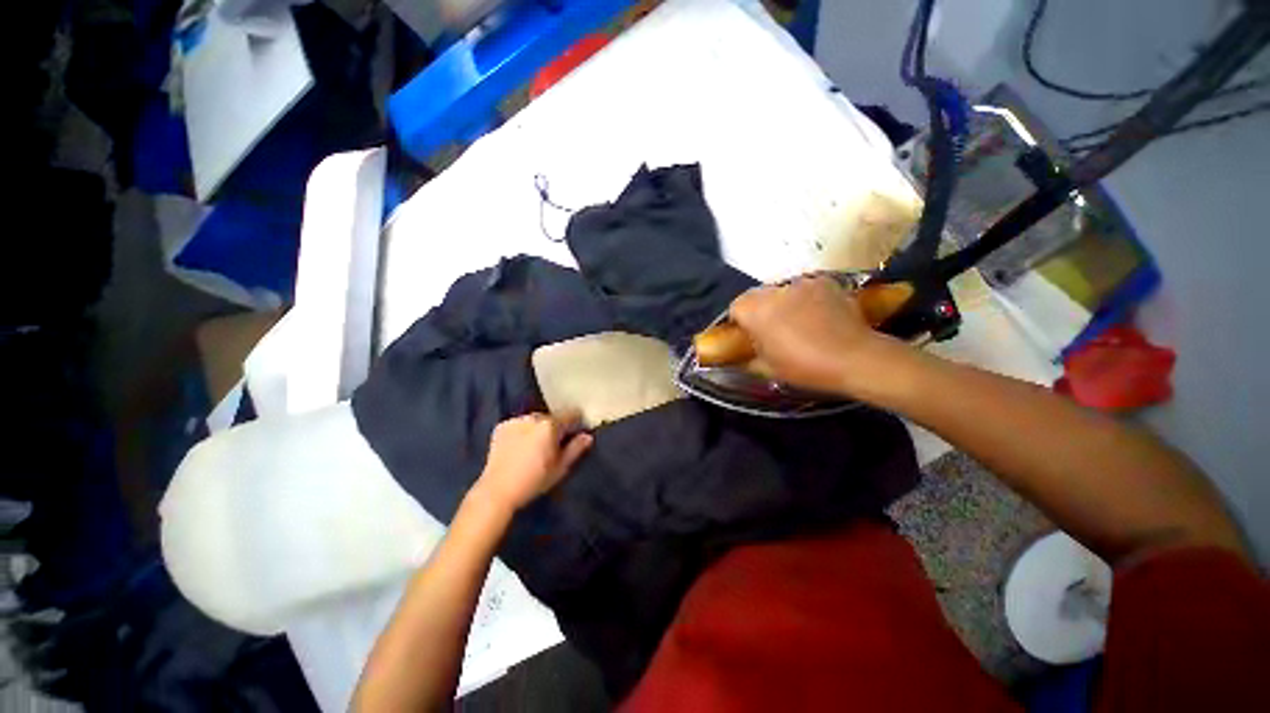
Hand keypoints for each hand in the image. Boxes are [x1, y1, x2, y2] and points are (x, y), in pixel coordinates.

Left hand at [472, 413, 593, 512]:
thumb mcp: (560, 468)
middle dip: (555, 428)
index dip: (576, 424)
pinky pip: (519, 425)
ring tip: (534, 448)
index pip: (571, 414)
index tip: (576, 435)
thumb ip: (576, 449)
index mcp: (551, 425)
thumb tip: (587, 436)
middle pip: (552, 418)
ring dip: (538, 429)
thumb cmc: (534, 481)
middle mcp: (533, 417)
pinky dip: (522, 432)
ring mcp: (515, 420)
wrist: (497, 491)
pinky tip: (519, 448)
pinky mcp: (501, 427)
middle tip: (553, 446)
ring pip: (534, 421)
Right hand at [729, 276, 898, 395]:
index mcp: (757, 310)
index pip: (735, 307)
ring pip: (781, 291)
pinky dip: (805, 299)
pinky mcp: (826, 282)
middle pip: (757, 296)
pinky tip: (818, 316)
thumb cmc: (805, 367)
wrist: (856, 358)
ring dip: (782, 304)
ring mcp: (803, 283)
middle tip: (771, 331)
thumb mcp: (768, 369)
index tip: (748, 336)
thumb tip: (742, 356)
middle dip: (759, 310)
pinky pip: (805, 289)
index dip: (739, 322)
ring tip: (798, 323)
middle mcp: (776, 290)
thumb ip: (748, 358)